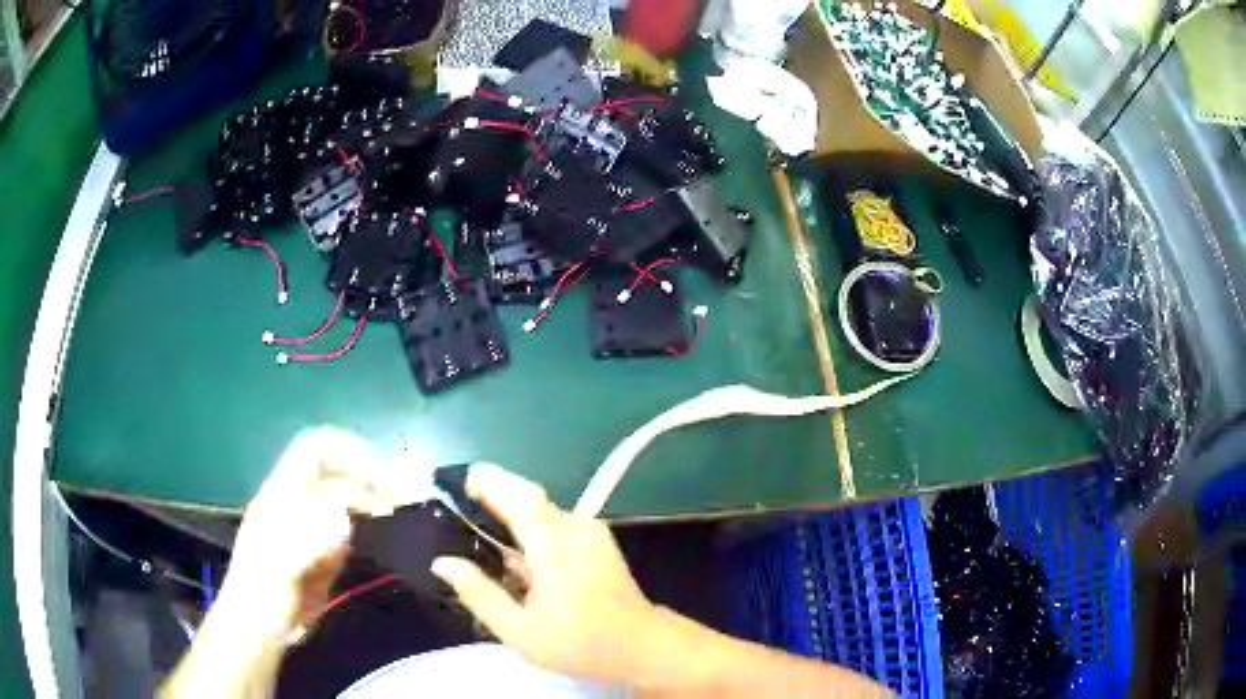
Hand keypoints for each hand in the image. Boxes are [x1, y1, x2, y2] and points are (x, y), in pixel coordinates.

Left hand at [217, 427, 393, 641]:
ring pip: (346, 506)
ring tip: (398, 516)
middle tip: (400, 502)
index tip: (377, 462)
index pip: (311, 450)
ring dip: (371, 506)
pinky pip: (348, 535)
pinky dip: (367, 533)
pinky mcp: (324, 558)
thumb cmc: (262, 592)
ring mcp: (312, 533)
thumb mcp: (279, 565)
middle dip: (368, 484)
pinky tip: (382, 540)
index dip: (342, 446)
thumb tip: (344, 517)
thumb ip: (308, 541)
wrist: (261, 630)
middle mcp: (299, 506)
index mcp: (281, 495)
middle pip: (337, 479)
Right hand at [430, 464, 661, 682]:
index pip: (520, 497)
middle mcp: (575, 528)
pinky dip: (531, 527)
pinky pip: (556, 522)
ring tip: (483, 529)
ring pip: (542, 509)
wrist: (641, 646)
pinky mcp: (597, 540)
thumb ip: (479, 593)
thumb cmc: (580, 643)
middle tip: (463, 502)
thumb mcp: (519, 630)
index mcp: (555, 546)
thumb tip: (442, 563)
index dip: (490, 481)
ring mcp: (590, 532)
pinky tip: (518, 553)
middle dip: (495, 491)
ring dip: (512, 511)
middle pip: (529, 495)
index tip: (461, 481)